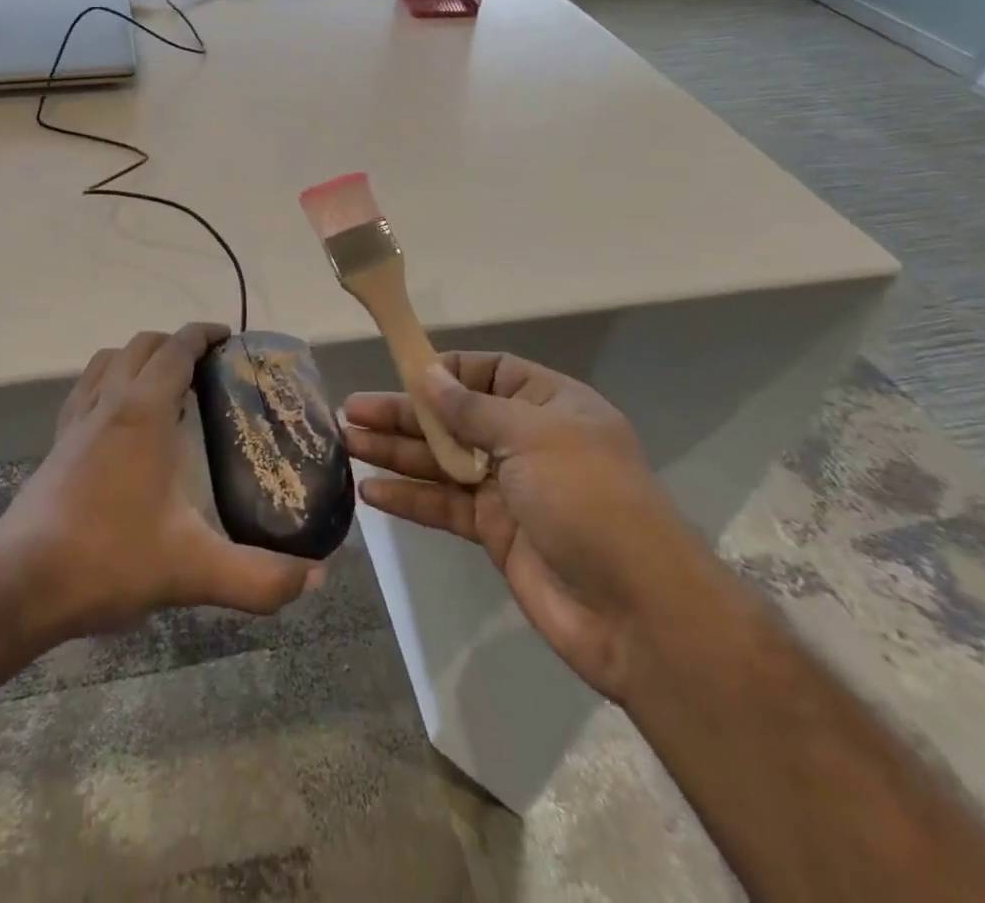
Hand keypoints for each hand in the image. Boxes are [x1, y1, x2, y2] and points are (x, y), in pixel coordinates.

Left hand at [0, 323, 324, 644]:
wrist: (18, 586)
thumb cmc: (107, 560)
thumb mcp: (193, 571)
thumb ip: (260, 576)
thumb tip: (317, 577)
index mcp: (142, 411)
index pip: (176, 348)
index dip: (204, 334)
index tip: (230, 339)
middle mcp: (107, 401)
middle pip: (143, 344)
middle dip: (178, 343)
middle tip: (210, 369)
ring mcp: (76, 420)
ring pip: (109, 359)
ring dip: (141, 357)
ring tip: (169, 386)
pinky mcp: (57, 442)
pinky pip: (87, 387)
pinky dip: (111, 380)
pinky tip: (122, 420)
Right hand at [342, 353, 709, 702]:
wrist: (638, 613)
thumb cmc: (588, 499)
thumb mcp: (531, 436)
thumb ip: (470, 408)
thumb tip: (427, 373)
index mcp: (548, 405)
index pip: (489, 371)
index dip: (445, 370)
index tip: (401, 371)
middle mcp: (526, 440)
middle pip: (454, 417)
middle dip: (404, 413)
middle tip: (350, 410)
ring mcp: (509, 488)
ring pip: (441, 460)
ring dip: (396, 452)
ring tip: (346, 442)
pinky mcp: (495, 531)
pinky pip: (444, 505)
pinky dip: (409, 498)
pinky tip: (370, 493)